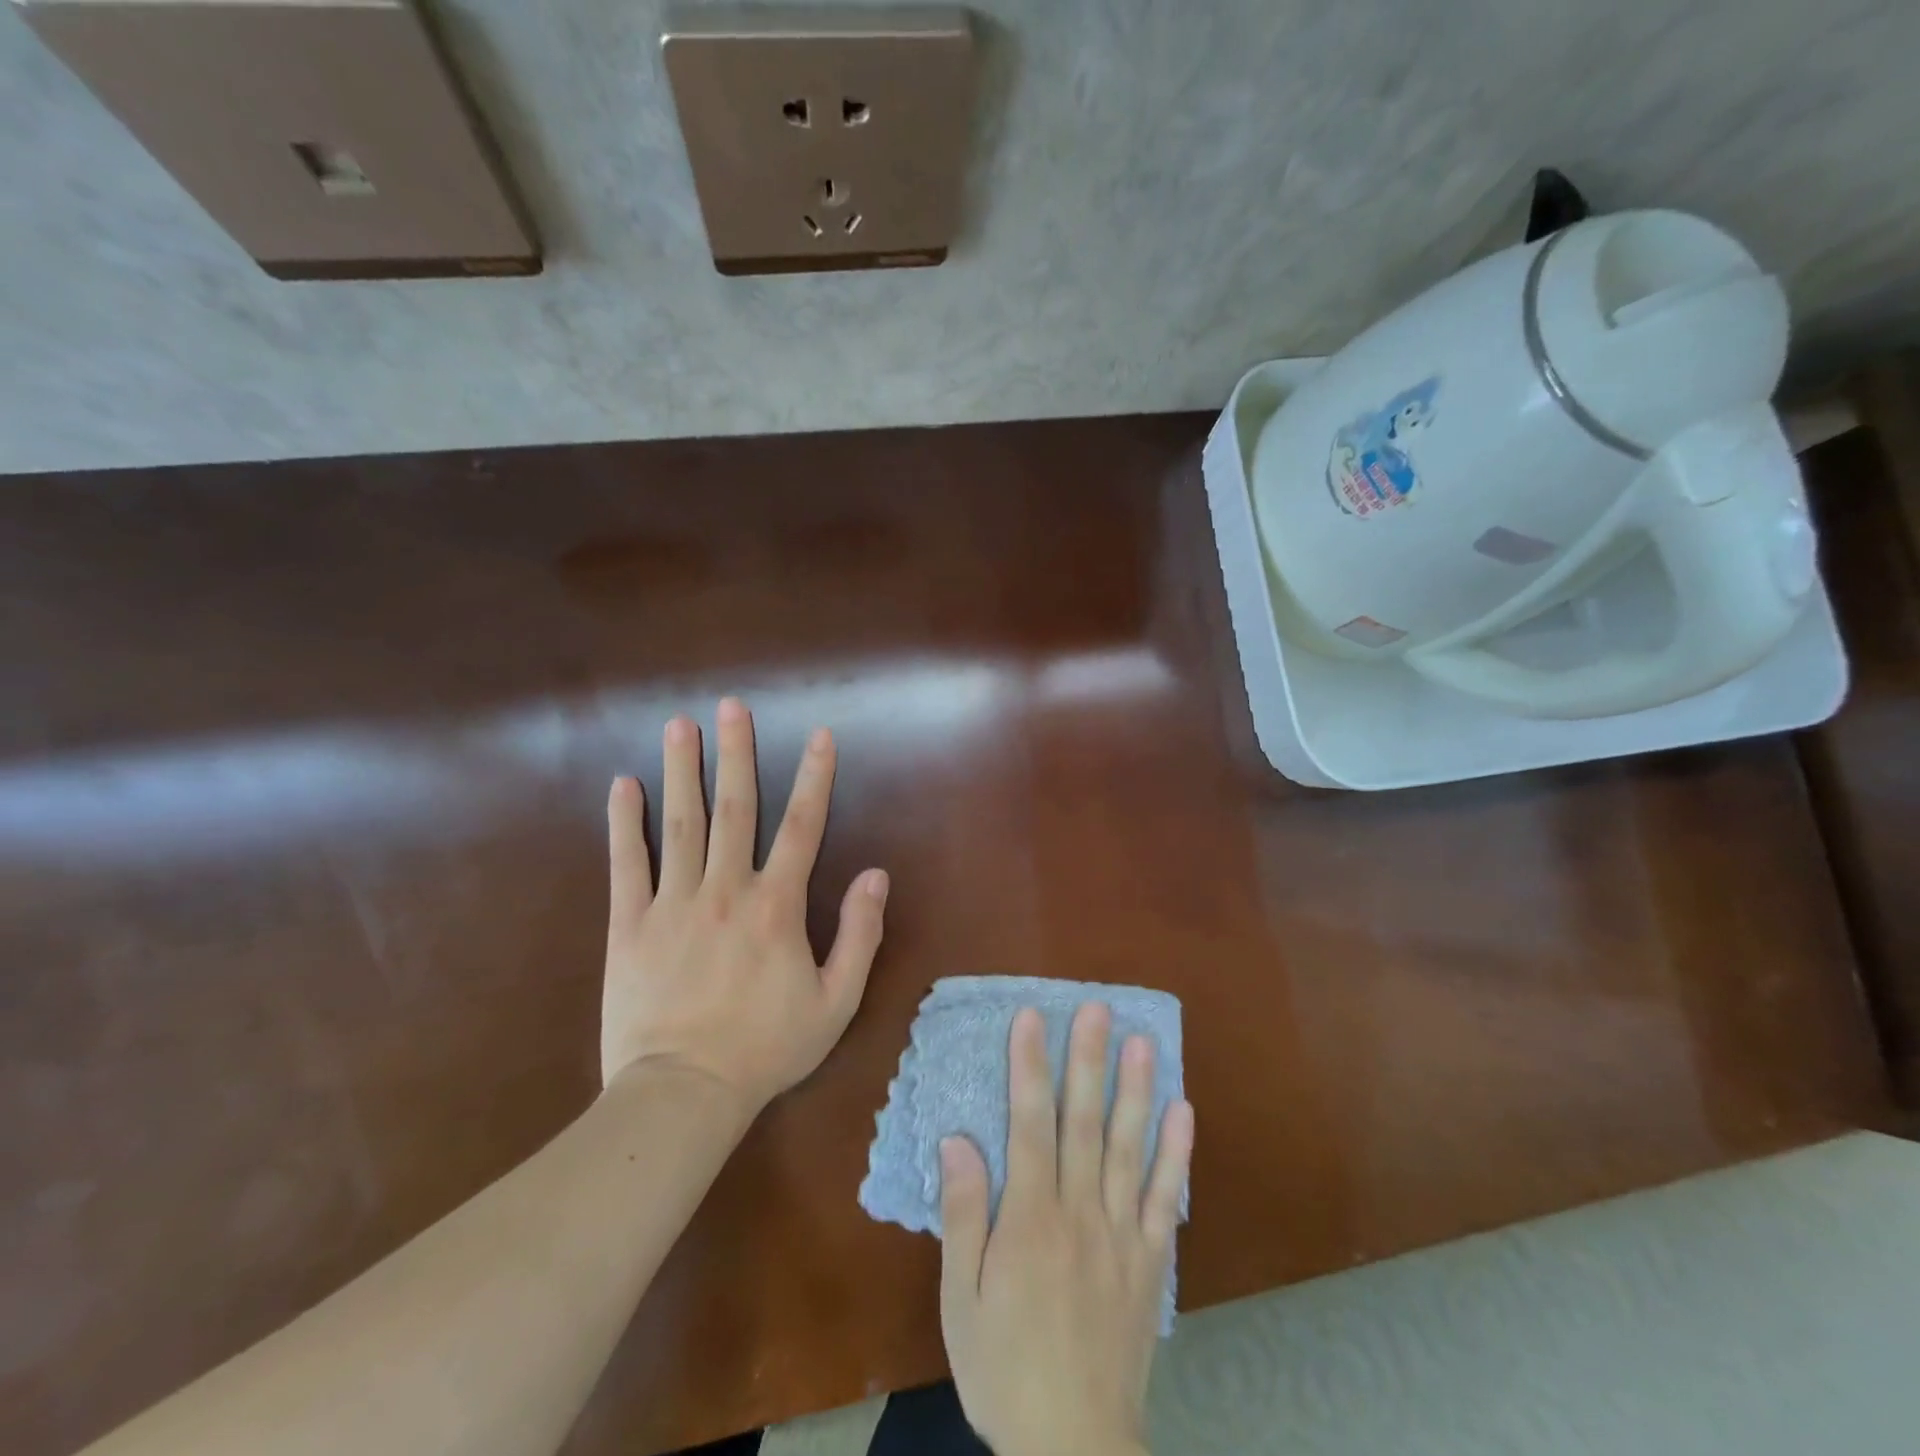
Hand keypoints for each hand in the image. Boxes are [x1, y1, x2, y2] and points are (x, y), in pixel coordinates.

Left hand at [601, 697, 888, 1113]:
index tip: (819, 735)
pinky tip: (623, 786)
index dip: (814, 777)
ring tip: (678, 725)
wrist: (683, 1092)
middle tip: (731, 706)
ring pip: (680, 824)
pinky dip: (624, 823)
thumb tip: (876, 875)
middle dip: (735, 753)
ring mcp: (673, 903)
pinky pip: (627, 865)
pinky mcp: (630, 925)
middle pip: (735, 808)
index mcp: (777, 906)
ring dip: (681, 771)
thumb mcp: (836, 1001)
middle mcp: (726, 889)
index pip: (802, 826)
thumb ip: (859, 934)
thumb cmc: (767, 1048)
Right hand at [938, 1003, 1194, 1455]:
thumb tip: (958, 1140)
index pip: (1030, 1124)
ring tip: (1143, 1041)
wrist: (1074, 1448)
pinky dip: (1176, 1154)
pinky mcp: (1152, 1261)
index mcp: (1031, 1218)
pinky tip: (1183, 1112)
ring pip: (1130, 1148)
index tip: (1033, 1017)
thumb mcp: (961, 1299)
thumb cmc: (1004, 1366)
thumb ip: (963, 1215)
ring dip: (1136, 1091)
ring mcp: (1123, 1234)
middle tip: (1097, 1007)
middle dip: (1088, 1060)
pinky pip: (1167, 1199)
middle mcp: (1081, 1212)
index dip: (1030, 1066)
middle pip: (1085, 1122)